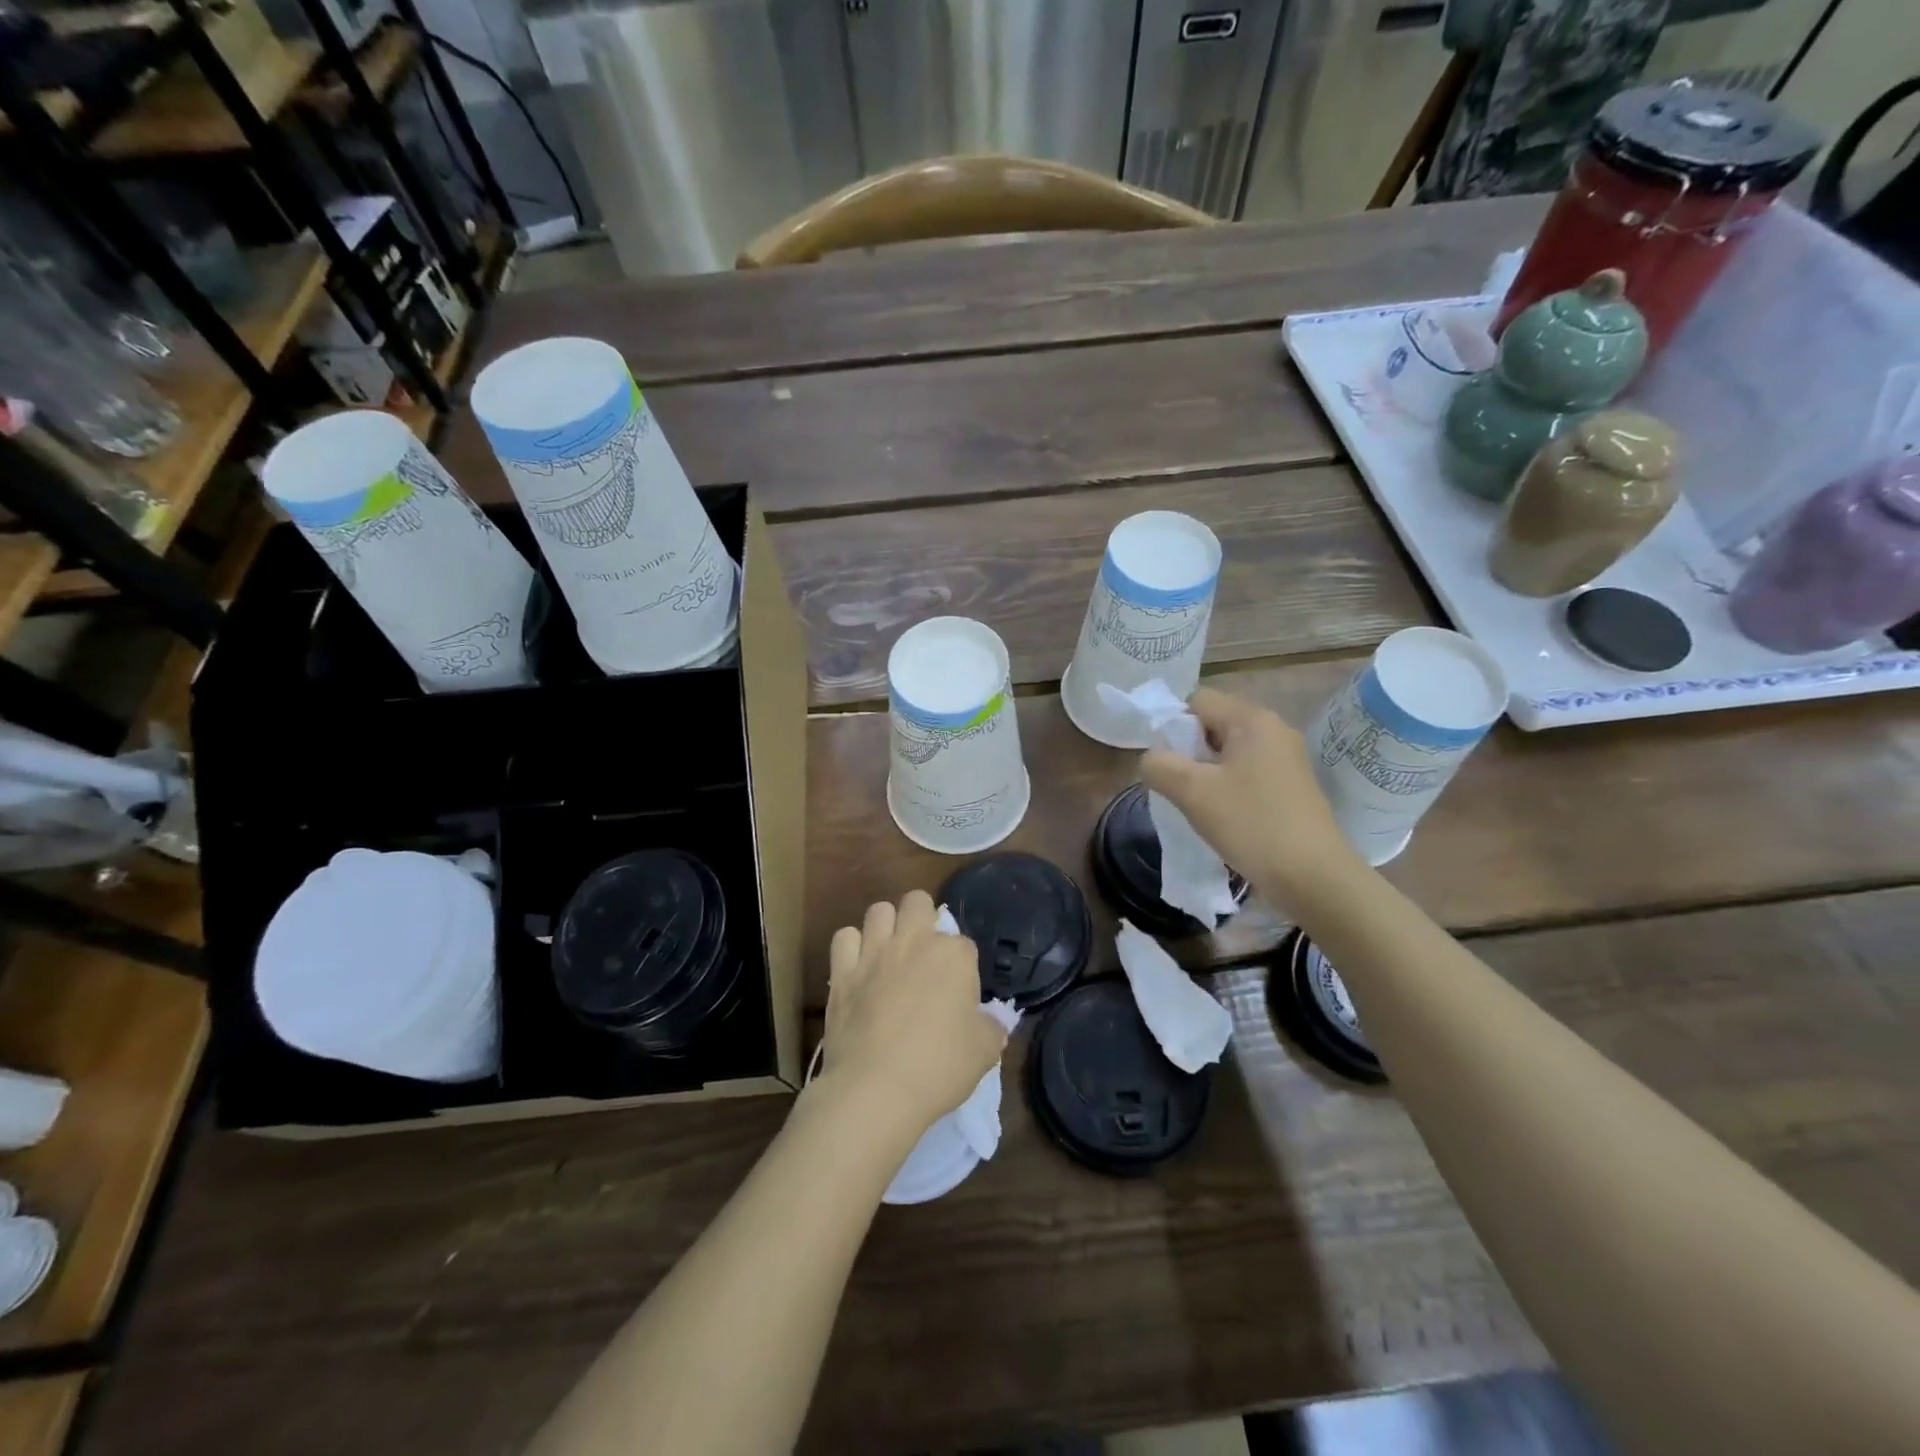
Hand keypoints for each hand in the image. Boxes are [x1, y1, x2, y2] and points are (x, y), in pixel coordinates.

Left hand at [820, 891, 1007, 1138]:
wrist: (875, 1090)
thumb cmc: (938, 1068)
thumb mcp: (984, 1053)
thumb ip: (992, 1028)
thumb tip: (994, 1022)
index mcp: (953, 956)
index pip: (964, 944)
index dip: (962, 967)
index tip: (959, 994)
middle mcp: (913, 941)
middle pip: (918, 902)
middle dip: (923, 918)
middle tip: (924, 954)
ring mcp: (873, 953)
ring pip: (878, 910)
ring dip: (886, 926)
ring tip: (889, 953)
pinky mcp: (841, 971)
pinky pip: (844, 938)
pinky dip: (851, 947)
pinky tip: (857, 967)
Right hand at [1141, 687, 1361, 908]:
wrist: (1313, 877)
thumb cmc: (1251, 824)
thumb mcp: (1191, 792)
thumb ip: (1159, 765)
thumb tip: (1152, 759)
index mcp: (1253, 720)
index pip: (1197, 700)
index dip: (1170, 724)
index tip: (1162, 761)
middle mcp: (1274, 730)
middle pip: (1213, 724)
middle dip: (1187, 751)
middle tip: (1175, 785)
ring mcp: (1287, 759)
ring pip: (1228, 752)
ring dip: (1205, 772)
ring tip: (1195, 804)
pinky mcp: (1291, 786)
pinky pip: (1246, 772)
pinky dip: (1227, 786)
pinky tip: (1221, 815)